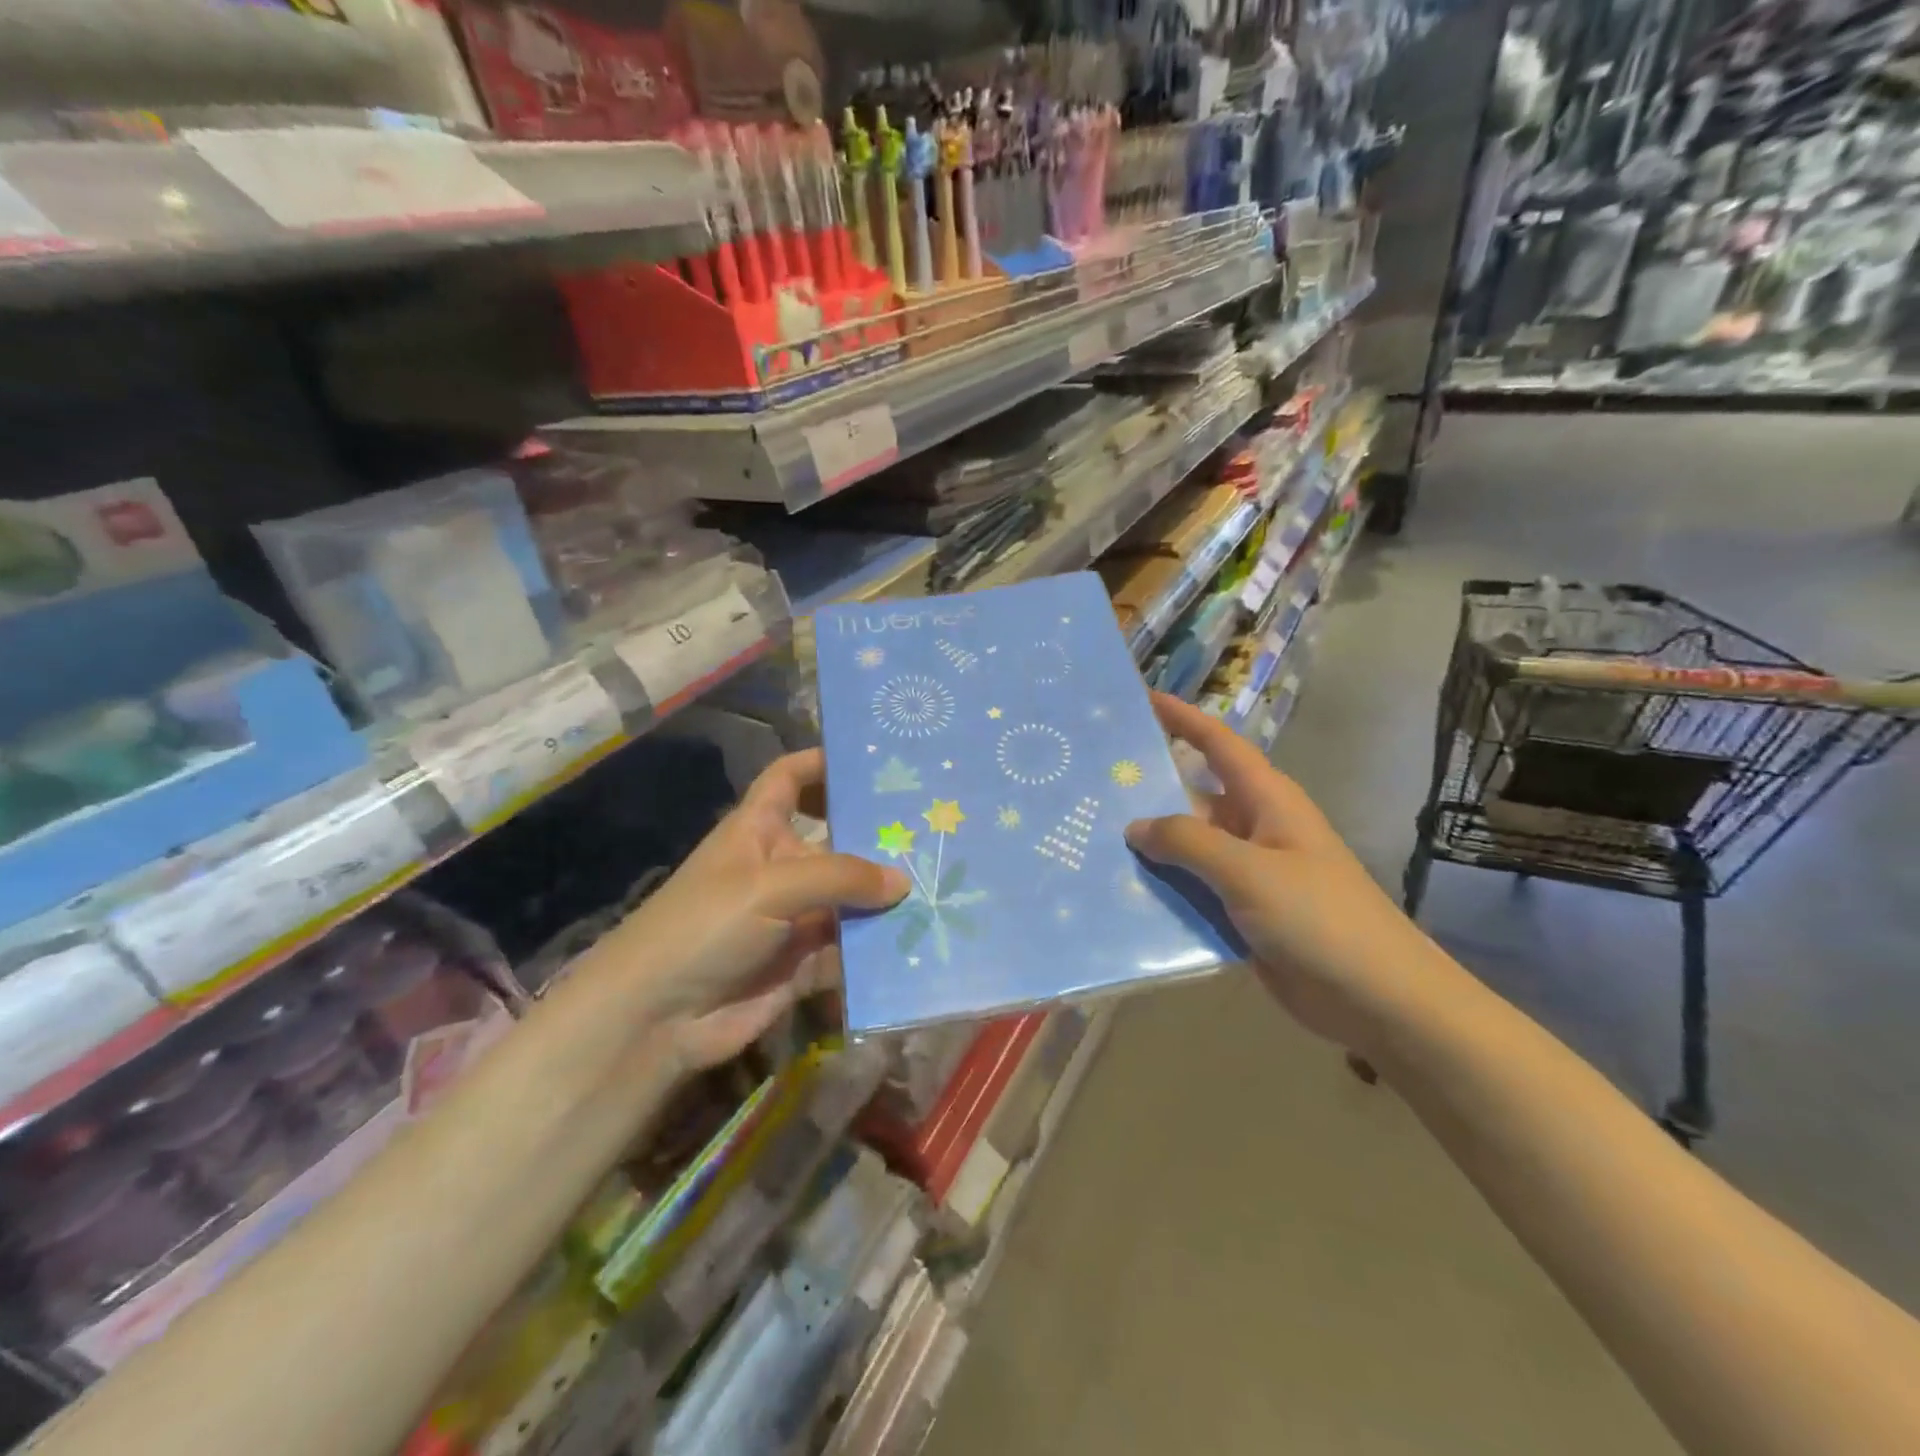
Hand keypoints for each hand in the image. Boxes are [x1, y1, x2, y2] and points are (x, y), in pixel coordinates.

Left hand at [602, 749, 907, 1073]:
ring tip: (947, 884)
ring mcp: (795, 917)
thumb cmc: (705, 926)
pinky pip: (851, 949)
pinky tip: (924, 940)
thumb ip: (840, 877)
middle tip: (936, 828)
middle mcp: (781, 867)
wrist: (657, 1018)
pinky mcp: (805, 962)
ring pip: (851, 899)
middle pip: (837, 841)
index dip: (822, 764)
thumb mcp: (770, 886)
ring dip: (887, 898)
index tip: (872, 761)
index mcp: (759, 829)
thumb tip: (902, 881)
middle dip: (879, 837)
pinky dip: (879, 948)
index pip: (790, 779)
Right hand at [1125, 693, 1448, 1058]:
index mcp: (1266, 800)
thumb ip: (1188, 842)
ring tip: (1090, 838)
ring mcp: (1248, 872)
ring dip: (1149, 846)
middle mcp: (1254, 828)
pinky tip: (1120, 893)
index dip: (1183, 718)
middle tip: (1091, 782)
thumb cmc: (1318, 917)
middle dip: (1148, 789)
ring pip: (1188, 847)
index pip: (1218, 744)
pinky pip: (1192, 889)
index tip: (1142, 699)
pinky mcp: (1242, 912)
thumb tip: (1136, 826)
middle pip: (1193, 796)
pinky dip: (1162, 888)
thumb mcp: (1248, 870)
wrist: (1376, 998)